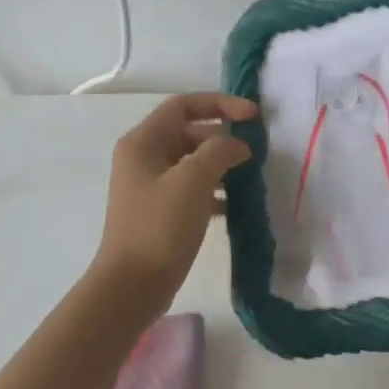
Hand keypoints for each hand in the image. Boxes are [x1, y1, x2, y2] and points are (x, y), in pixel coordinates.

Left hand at [90, 93, 257, 316]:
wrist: (133, 285)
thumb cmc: (160, 227)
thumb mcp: (193, 180)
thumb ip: (220, 151)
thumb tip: (238, 145)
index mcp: (143, 142)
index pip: (183, 106)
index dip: (220, 104)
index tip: (254, 117)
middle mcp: (143, 158)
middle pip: (188, 133)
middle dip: (222, 138)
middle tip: (255, 153)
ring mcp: (150, 187)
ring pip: (192, 164)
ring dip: (221, 166)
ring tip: (250, 178)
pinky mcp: (160, 213)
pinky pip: (191, 191)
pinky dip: (213, 192)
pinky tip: (234, 206)